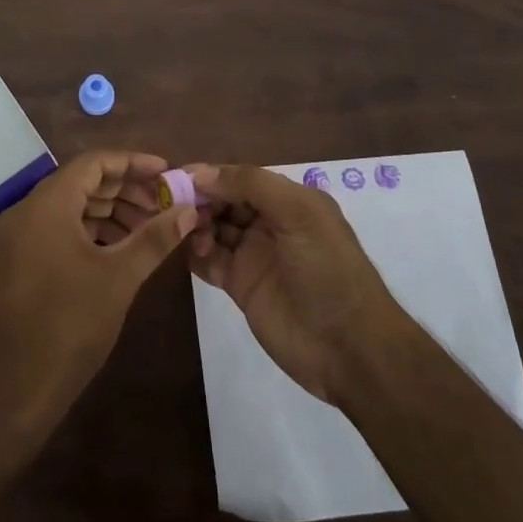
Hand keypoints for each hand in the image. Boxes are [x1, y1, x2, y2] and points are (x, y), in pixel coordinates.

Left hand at [0, 151, 195, 437]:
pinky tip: (122, 247)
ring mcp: (20, 237)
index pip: (94, 163)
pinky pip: (60, 229)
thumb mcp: (120, 278)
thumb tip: (189, 209)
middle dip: (126, 189)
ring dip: (111, 211)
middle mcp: (27, 211)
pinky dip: (92, 231)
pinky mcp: (20, 261)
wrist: (15, 391)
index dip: (133, 163)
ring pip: (72, 206)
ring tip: (151, 227)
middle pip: (83, 182)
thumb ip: (155, 237)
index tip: (167, 173)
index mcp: (47, 204)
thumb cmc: (70, 325)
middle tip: (165, 203)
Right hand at [185, 163, 409, 403]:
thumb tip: (201, 173)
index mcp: (288, 200)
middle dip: (199, 199)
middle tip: (173, 206)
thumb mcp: (299, 213)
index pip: (240, 177)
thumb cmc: (328, 269)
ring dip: (195, 225)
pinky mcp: (240, 286)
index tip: (177, 177)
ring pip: (214, 228)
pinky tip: (185, 251)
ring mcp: (253, 255)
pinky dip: (195, 253)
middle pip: (223, 201)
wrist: (349, 347)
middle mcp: (269, 222)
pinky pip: (210, 262)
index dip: (211, 175)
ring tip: (186, 231)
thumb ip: (251, 185)